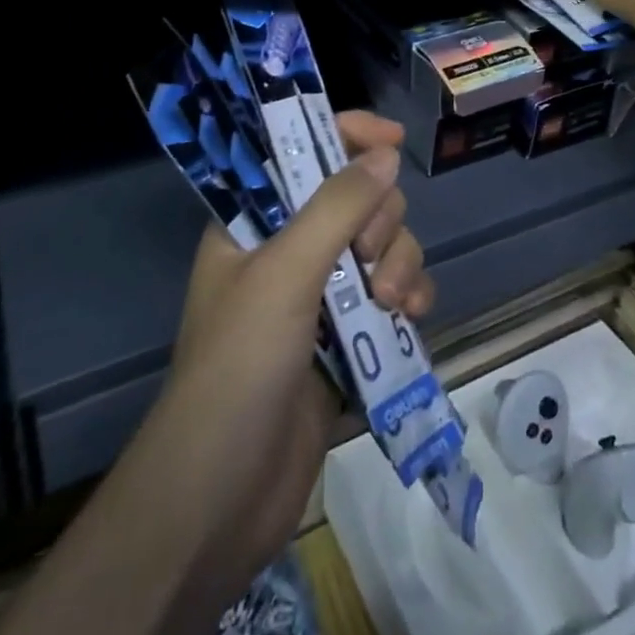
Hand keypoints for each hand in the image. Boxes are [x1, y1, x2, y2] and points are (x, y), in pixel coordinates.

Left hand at [140, 111, 431, 615]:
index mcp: (255, 225)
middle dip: (380, 220)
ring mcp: (322, 297)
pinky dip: (410, 296)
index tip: (391, 138)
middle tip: (367, 257)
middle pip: (358, 199)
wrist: (222, 499)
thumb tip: (386, 153)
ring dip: (399, 263)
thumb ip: (337, 206)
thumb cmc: (239, 367)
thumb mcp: (284, 274)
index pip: (302, 154)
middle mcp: (289, 251)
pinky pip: (394, 292)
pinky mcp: (349, 339)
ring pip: (384, 246)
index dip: (346, 136)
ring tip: (392, 304)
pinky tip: (413, 317)